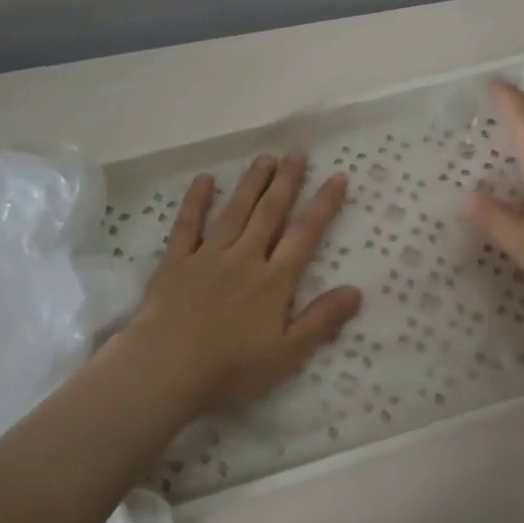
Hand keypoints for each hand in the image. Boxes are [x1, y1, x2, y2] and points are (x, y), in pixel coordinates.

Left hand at [119, 152, 362, 417]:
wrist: (166, 369)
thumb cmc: (231, 369)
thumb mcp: (287, 354)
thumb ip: (321, 320)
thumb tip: (356, 291)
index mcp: (273, 281)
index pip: (304, 236)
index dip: (323, 206)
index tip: (337, 177)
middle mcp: (244, 259)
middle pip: (269, 214)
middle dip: (286, 182)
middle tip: (297, 153)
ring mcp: (207, 257)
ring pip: (234, 212)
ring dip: (251, 183)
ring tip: (265, 158)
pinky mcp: (175, 262)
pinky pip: (187, 225)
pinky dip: (196, 201)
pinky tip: (205, 180)